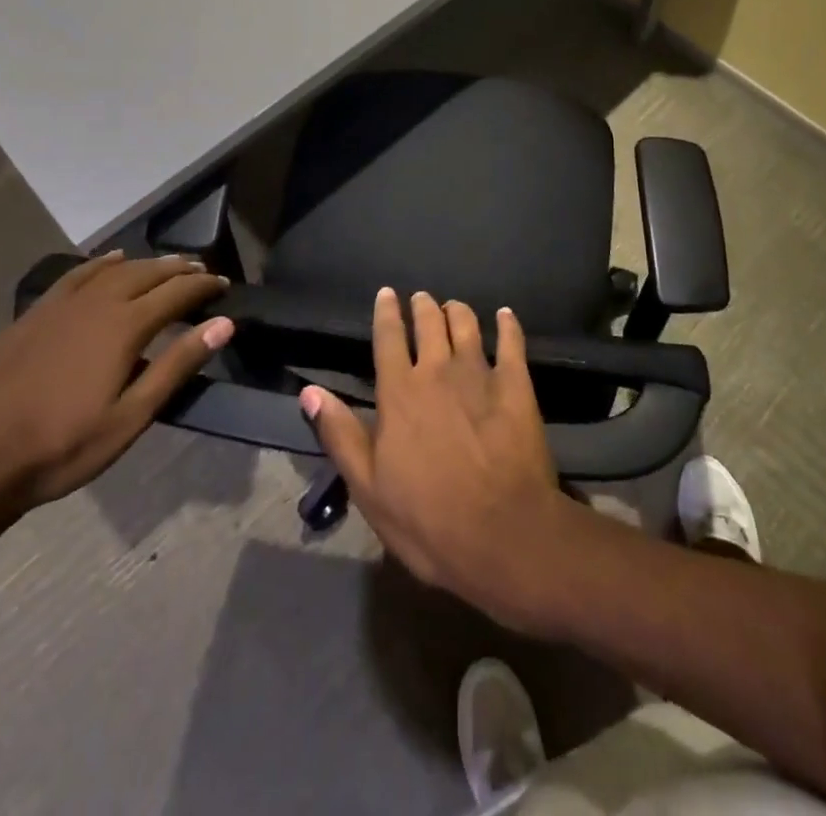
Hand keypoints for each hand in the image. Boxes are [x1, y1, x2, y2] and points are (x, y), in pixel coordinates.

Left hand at [0, 251, 231, 526]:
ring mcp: (60, 305)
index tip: (224, 286)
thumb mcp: (130, 417)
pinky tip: (112, 260)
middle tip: (203, 271)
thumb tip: (223, 324)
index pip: (177, 292)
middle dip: (180, 269)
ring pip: (114, 269)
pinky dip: (103, 262)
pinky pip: (78, 274)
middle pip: (148, 273)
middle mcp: (96, 303)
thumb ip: (178, 366)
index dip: (204, 286)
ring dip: (147, 263)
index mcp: (123, 326)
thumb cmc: (61, 447)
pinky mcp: (35, 313)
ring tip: (168, 265)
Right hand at [301, 289, 577, 628]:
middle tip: (421, 299)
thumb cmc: (427, 519)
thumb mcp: (368, 487)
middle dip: (423, 306)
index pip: (388, 338)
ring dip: (457, 310)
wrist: (502, 533)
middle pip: (429, 322)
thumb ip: (340, 434)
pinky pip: (512, 341)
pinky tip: (505, 316)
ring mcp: (480, 373)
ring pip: (466, 324)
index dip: (386, 313)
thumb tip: (309, 391)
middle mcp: (437, 370)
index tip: (386, 293)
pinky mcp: (516, 384)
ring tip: (453, 307)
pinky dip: (507, 324)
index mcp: (399, 392)